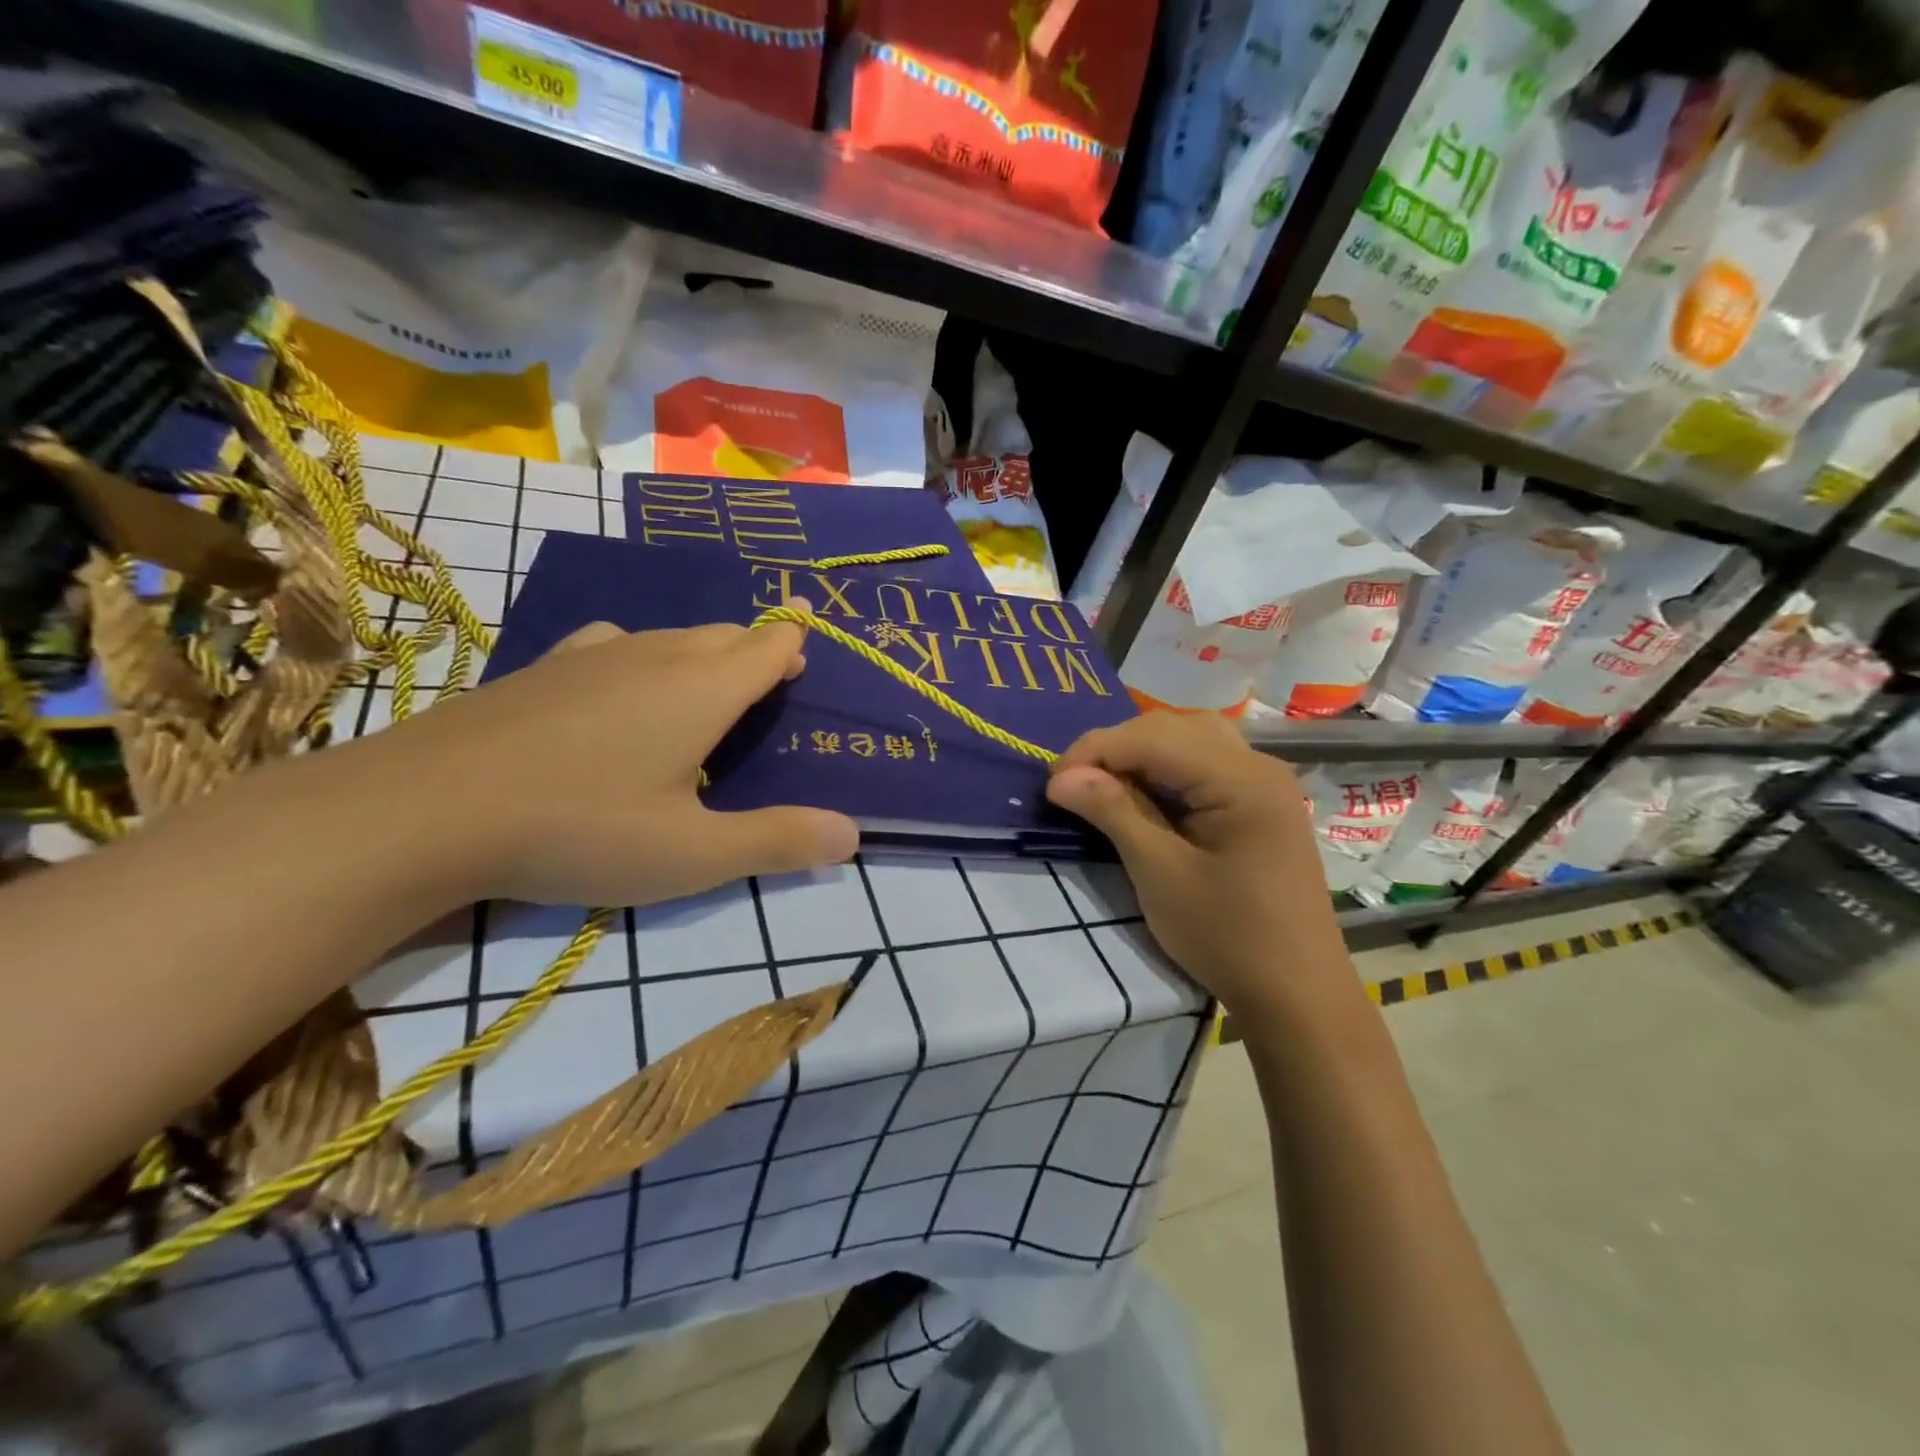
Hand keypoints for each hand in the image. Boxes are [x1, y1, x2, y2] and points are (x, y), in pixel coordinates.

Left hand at [353, 614, 858, 906]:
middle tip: (767, 684)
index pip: (768, 646)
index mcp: (703, 691)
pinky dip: (641, 656)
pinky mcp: (542, 667)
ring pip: (671, 636)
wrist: (425, 810)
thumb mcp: (693, 854)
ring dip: (702, 653)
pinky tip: (620, 683)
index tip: (807, 649)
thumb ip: (778, 842)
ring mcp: (593, 656)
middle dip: (755, 650)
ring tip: (705, 687)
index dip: (794, 644)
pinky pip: (615, 644)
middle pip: (725, 634)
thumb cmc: (581, 830)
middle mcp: (656, 657)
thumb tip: (853, 836)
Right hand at [1045, 713, 1352, 1020]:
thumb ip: (1113, 812)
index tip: (1052, 784)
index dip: (1095, 750)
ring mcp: (1265, 784)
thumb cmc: (1228, 938)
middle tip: (1074, 784)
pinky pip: (1207, 764)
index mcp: (1241, 779)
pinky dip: (1167, 770)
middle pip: (1173, 728)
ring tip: (1105, 786)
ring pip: (1190, 739)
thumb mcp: (1160, 874)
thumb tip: (1060, 778)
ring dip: (1141, 754)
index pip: (1152, 736)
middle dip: (1116, 747)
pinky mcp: (1262, 804)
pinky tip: (1145, 796)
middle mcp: (1258, 766)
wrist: (1298, 996)